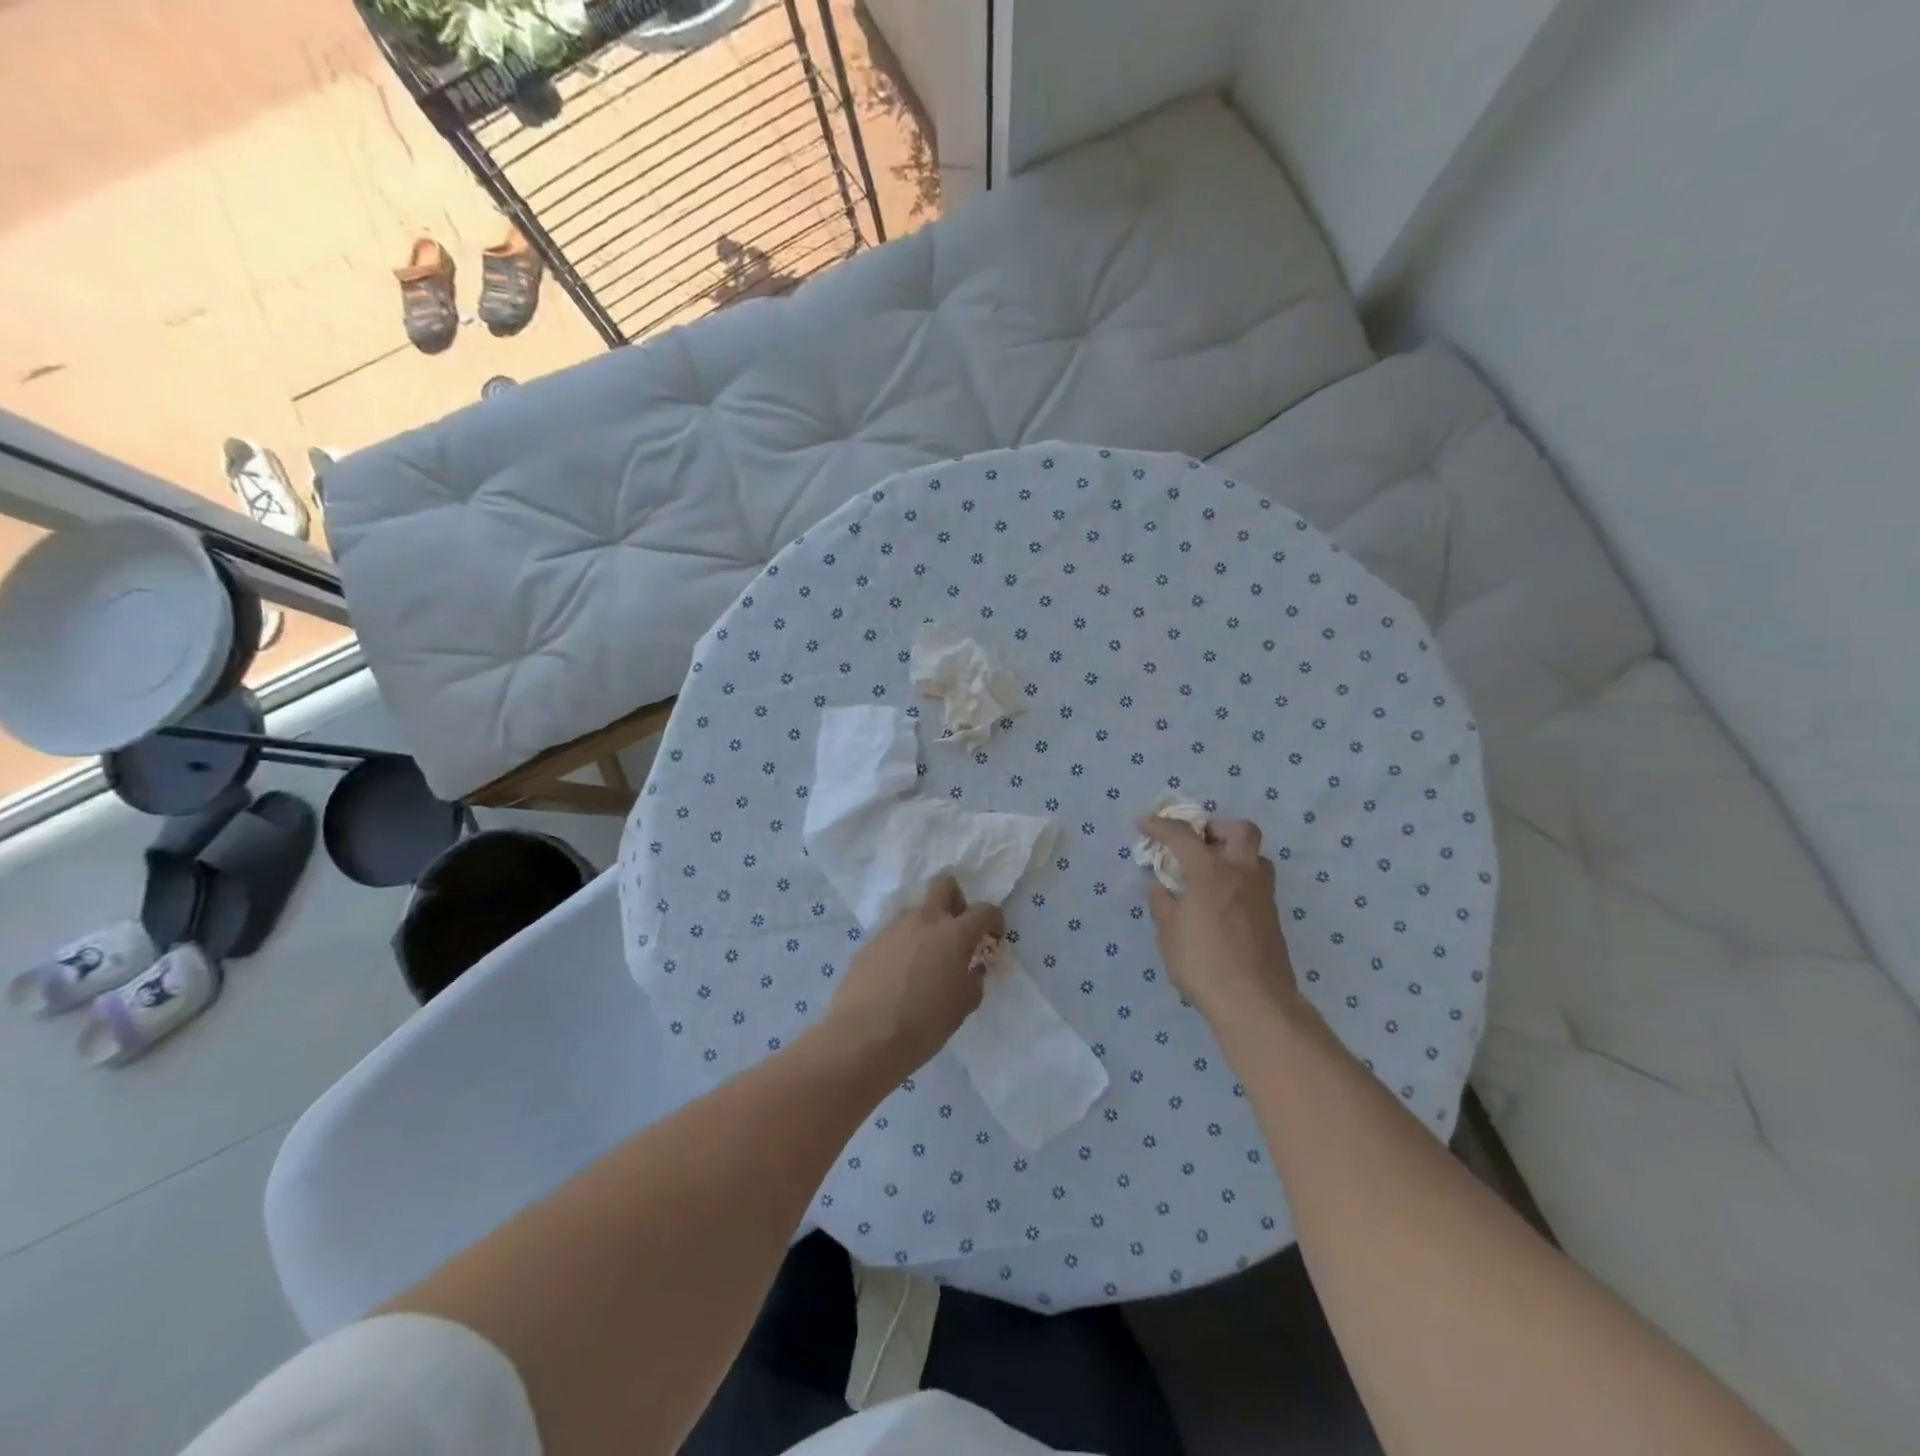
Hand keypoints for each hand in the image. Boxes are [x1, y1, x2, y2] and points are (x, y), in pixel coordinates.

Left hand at [825, 876, 1004, 1079]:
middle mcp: (923, 920)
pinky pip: (895, 933)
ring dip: (927, 926)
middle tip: (958, 930)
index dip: (994, 921)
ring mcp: (893, 928)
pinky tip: (900, 975)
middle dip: (957, 900)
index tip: (992, 938)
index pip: (984, 910)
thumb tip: (971, 969)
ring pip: (917, 911)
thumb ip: (973, 980)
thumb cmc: (923, 1024)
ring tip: (925, 962)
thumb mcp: (962, 1007)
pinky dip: (904, 945)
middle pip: (944, 886)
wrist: (862, 1037)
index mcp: (953, 933)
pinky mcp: (870, 942)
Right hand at [1136, 815, 1298, 1023]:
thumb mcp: (1169, 934)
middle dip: (1215, 828)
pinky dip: (1237, 879)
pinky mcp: (1272, 916)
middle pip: (1239, 829)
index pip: (1182, 835)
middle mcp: (1241, 873)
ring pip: (1254, 855)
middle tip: (1195, 844)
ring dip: (1232, 853)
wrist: (1256, 1002)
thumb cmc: (1203, 964)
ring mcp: (1262, 894)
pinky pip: (1256, 882)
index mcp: (1211, 871)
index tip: (1144, 824)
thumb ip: (1162, 904)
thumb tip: (1159, 887)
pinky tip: (1220, 902)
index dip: (1160, 825)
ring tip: (1209, 873)